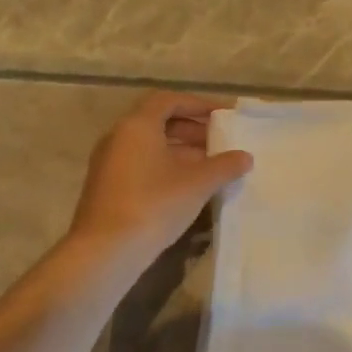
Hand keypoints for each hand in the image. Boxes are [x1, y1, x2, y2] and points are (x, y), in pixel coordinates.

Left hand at [68, 92, 253, 262]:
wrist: (106, 250)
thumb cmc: (154, 205)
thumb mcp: (197, 184)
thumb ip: (224, 166)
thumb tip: (245, 156)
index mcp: (137, 126)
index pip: (168, 101)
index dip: (197, 105)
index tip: (222, 117)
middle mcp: (119, 138)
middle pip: (158, 122)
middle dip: (192, 130)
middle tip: (220, 144)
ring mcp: (110, 164)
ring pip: (150, 147)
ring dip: (181, 152)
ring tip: (210, 168)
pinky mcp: (108, 188)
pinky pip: (141, 166)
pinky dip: (166, 168)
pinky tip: (188, 189)